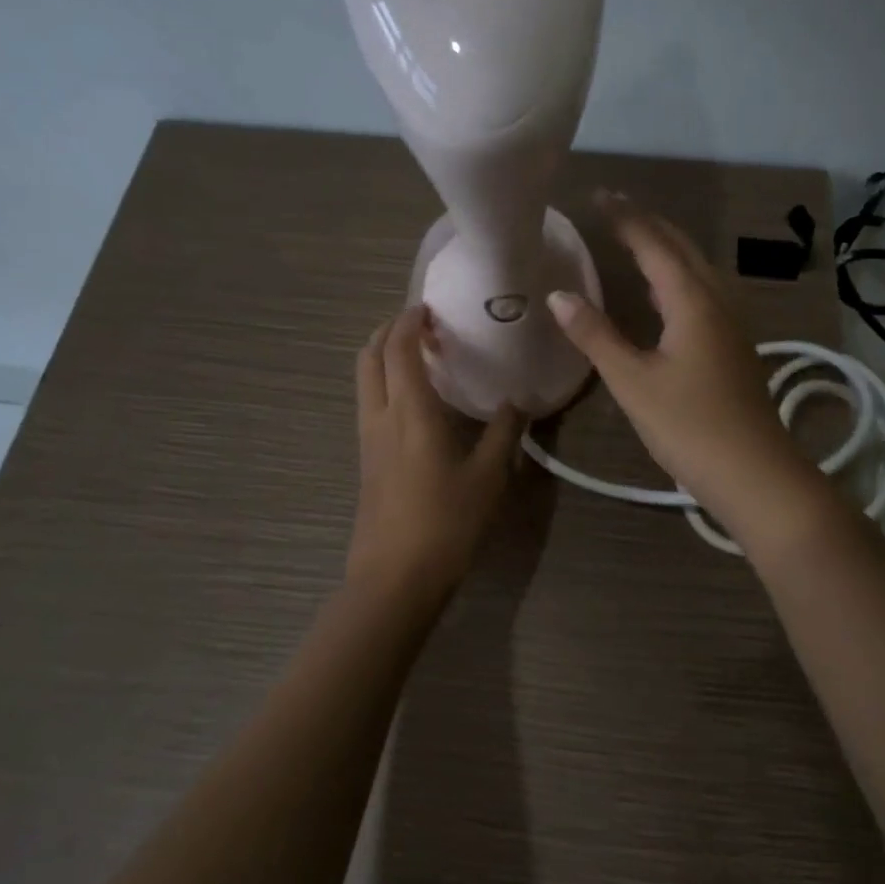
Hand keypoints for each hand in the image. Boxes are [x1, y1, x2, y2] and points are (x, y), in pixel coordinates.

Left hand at [348, 306, 523, 602]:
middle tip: (424, 326)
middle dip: (390, 330)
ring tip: (421, 357)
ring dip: (385, 356)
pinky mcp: (366, 459)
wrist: (395, 577)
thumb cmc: (446, 522)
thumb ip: (505, 432)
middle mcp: (380, 416)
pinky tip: (416, 400)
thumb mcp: (489, 476)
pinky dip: (385, 382)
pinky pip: (370, 402)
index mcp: (410, 411)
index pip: (400, 347)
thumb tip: (519, 401)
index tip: (432, 306)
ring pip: (364, 379)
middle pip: (369, 355)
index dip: (411, 319)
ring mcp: (367, 438)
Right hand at [546, 194, 822, 534]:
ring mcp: (731, 325)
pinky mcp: (733, 347)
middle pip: (682, 249)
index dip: (625, 218)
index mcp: (693, 301)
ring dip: (666, 249)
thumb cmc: (689, 426)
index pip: (655, 244)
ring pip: (697, 270)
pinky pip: (703, 294)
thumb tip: (558, 295)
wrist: (754, 473)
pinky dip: (677, 278)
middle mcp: (717, 302)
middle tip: (613, 209)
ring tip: (635, 240)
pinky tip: (663, 295)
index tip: (598, 195)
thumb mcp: (633, 382)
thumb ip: (596, 336)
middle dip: (648, 224)